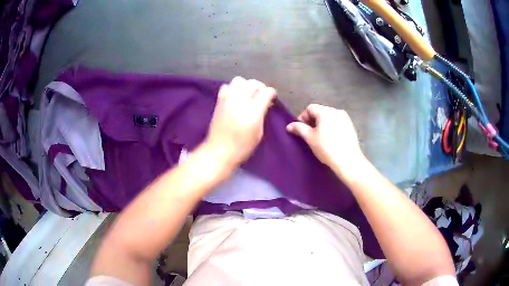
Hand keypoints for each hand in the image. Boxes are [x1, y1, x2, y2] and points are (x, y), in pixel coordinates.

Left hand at [206, 76, 275, 167]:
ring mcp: (228, 100)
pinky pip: (226, 87)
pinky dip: (232, 89)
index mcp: (254, 110)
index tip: (271, 97)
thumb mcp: (258, 133)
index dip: (271, 93)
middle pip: (253, 83)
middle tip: (260, 95)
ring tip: (247, 94)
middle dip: (259, 87)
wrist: (219, 151)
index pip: (266, 92)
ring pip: (239, 80)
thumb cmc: (242, 147)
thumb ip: (261, 116)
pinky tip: (234, 97)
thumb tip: (264, 106)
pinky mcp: (219, 102)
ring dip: (245, 85)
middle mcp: (241, 101)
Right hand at [286, 104, 364, 175]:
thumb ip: (299, 129)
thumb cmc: (327, 148)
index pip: (310, 108)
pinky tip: (330, 140)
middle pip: (320, 112)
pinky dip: (331, 128)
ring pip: (329, 118)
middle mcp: (336, 111)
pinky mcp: (350, 126)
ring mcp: (345, 118)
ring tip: (319, 138)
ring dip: (322, 124)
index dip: (302, 117)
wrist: (348, 161)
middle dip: (312, 121)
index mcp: (325, 111)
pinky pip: (337, 123)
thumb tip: (289, 126)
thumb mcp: (310, 138)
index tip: (300, 130)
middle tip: (309, 135)